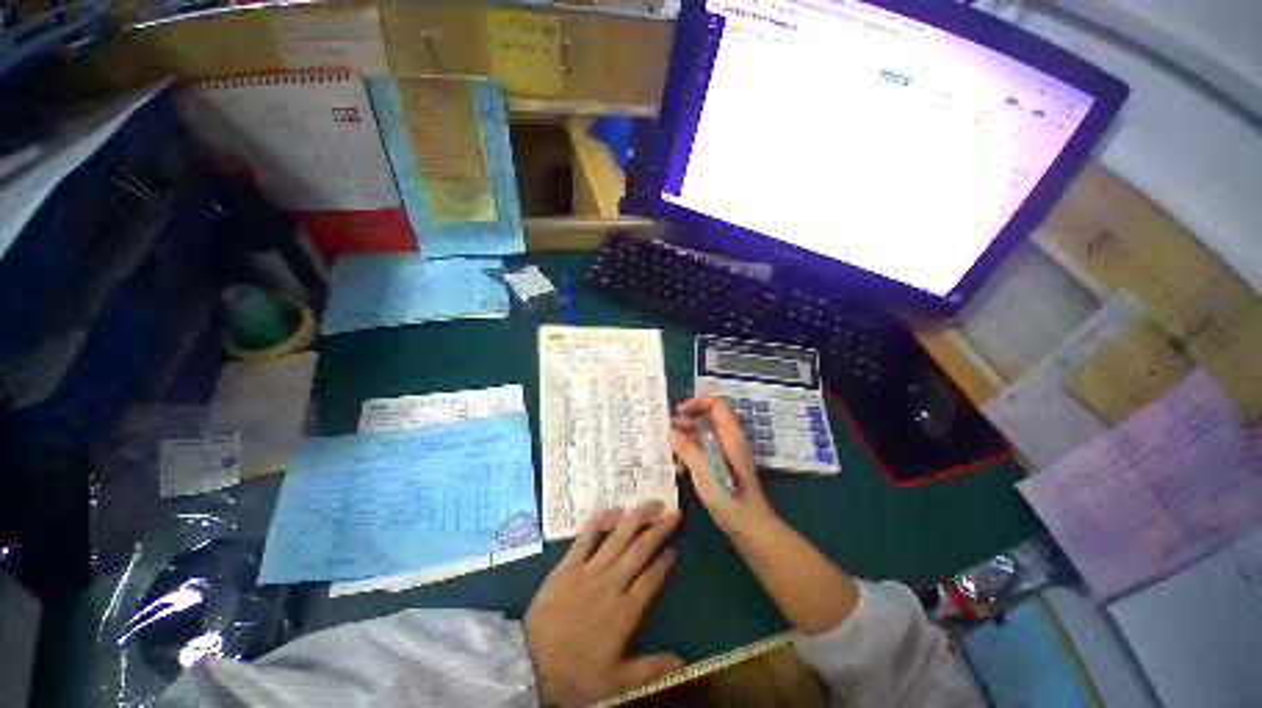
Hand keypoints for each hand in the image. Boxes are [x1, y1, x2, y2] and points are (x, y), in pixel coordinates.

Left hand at [525, 501, 683, 706]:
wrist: (530, 662)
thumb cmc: (575, 672)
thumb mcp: (615, 681)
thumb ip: (650, 669)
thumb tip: (684, 663)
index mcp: (625, 611)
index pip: (652, 579)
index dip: (665, 563)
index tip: (675, 549)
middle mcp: (611, 583)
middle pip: (640, 551)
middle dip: (659, 530)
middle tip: (674, 513)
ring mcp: (589, 570)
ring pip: (618, 538)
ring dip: (636, 518)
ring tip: (651, 502)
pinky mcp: (568, 564)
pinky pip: (586, 538)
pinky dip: (599, 521)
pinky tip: (614, 509)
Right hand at [669, 394, 776, 535]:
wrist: (749, 526)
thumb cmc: (729, 496)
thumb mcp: (704, 471)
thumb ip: (687, 449)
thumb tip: (671, 432)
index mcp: (730, 434)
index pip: (716, 403)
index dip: (697, 402)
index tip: (679, 413)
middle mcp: (728, 438)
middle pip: (706, 417)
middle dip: (685, 422)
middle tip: (668, 433)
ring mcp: (725, 452)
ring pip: (702, 434)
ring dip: (685, 440)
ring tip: (670, 453)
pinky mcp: (720, 464)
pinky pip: (702, 449)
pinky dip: (689, 453)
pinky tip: (679, 467)